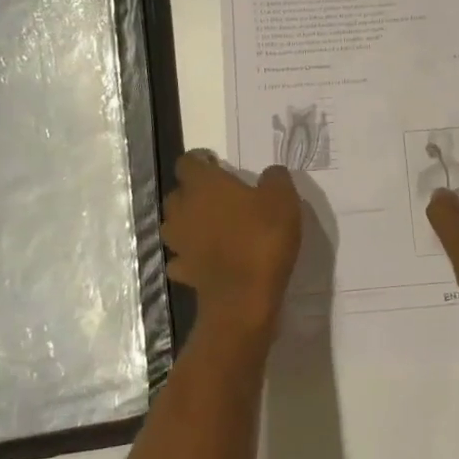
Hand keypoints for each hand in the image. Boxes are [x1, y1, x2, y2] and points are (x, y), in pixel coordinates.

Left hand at [162, 152, 302, 341]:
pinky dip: (190, 255)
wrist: (244, 298)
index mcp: (203, 185)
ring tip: (212, 226)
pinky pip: (181, 256)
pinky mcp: (182, 271)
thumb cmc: (262, 239)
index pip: (188, 162)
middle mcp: (182, 209)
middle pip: (178, 193)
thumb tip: (270, 173)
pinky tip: (207, 257)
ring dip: (188, 223)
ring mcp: (179, 243)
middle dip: (193, 192)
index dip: (201, 161)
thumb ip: (275, 178)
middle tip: (220, 197)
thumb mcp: (283, 199)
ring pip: (174, 225)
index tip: (218, 165)